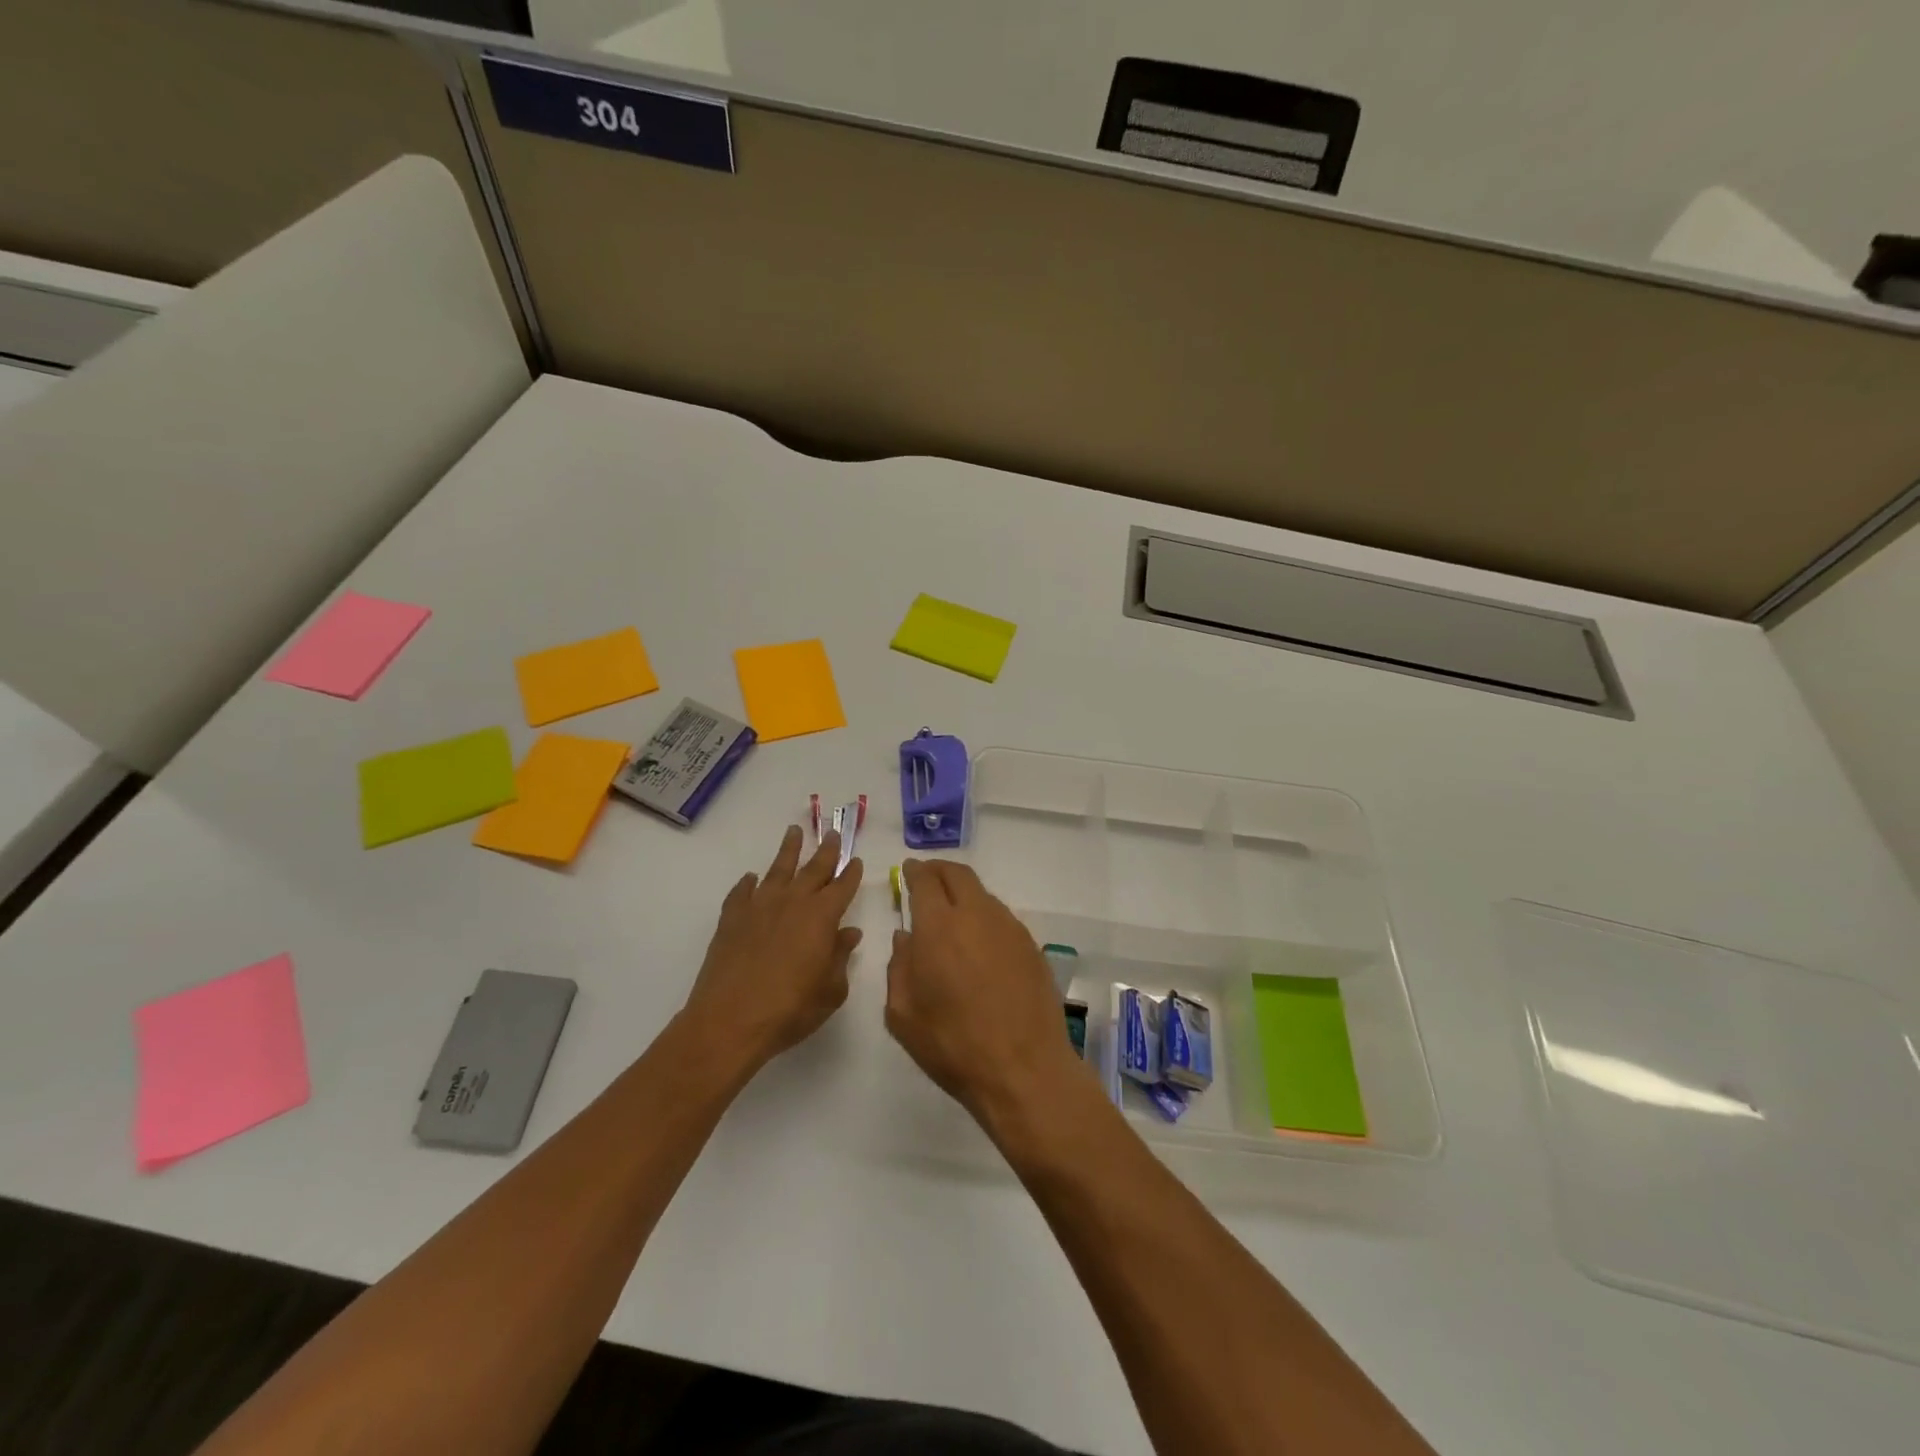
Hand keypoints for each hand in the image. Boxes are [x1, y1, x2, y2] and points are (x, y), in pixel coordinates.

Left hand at [683, 826, 862, 1068]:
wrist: (730, 1021)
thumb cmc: (790, 1009)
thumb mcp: (830, 990)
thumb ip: (841, 957)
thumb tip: (849, 933)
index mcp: (822, 916)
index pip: (843, 886)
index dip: (851, 873)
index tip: (856, 860)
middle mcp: (792, 902)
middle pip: (814, 868)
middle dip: (826, 850)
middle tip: (832, 833)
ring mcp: (759, 906)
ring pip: (778, 869)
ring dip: (789, 850)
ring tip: (794, 831)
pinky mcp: (731, 918)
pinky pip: (742, 892)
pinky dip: (748, 883)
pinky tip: (751, 878)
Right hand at [885, 860, 1082, 1129]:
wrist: (1023, 1069)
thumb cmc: (953, 1045)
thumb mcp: (903, 1014)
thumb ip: (898, 967)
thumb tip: (906, 937)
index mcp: (938, 926)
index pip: (925, 881)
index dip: (914, 872)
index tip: (908, 871)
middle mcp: (976, 915)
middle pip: (958, 874)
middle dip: (939, 870)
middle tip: (927, 879)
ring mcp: (1009, 928)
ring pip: (982, 894)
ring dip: (964, 894)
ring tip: (952, 914)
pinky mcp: (1031, 946)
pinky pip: (1001, 918)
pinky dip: (984, 917)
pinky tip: (979, 942)